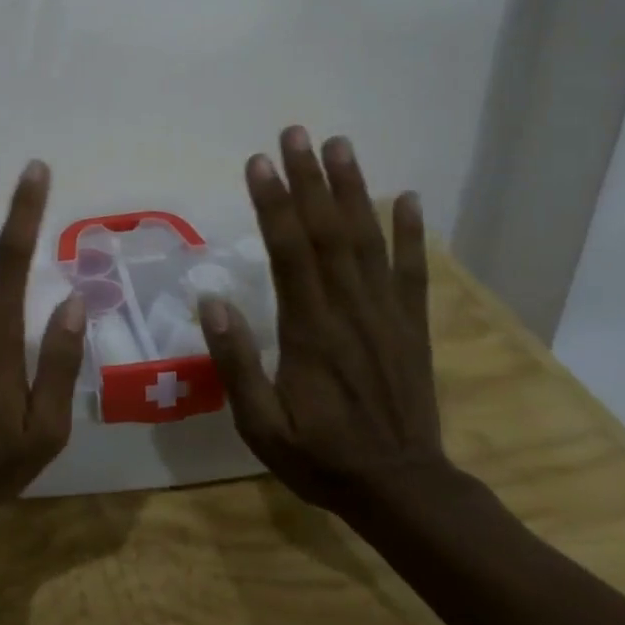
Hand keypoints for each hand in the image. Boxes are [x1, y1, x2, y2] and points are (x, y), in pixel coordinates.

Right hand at [198, 127, 451, 516]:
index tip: (259, 162)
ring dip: (354, 190)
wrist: (404, 491)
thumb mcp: (261, 425)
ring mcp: (386, 315)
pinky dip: (411, 233)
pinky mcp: (411, 326)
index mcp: (309, 330)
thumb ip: (235, 364)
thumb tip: (212, 301)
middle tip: (296, 133)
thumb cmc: (321, 457)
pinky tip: (410, 198)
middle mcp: (349, 310)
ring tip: (341, 145)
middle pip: (328, 232)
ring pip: (367, 240)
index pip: (289, 253)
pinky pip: (412, 271)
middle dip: (310, 179)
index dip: (274, 204)